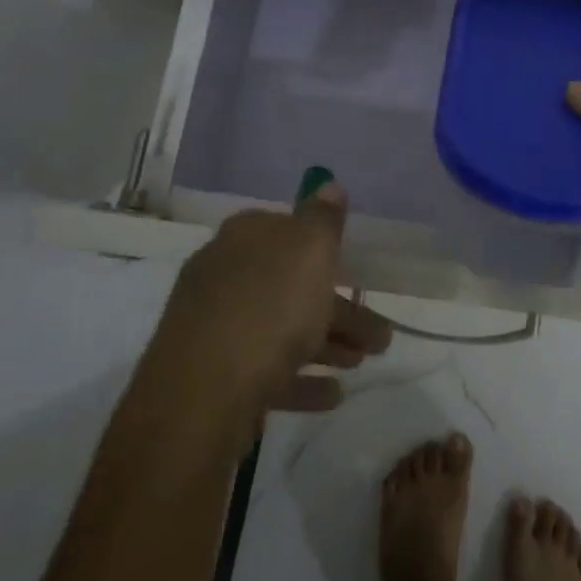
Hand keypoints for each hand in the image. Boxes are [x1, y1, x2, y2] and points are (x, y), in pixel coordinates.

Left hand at [141, 181, 392, 429]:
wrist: (201, 396)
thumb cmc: (268, 309)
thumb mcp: (309, 250)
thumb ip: (323, 218)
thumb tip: (328, 184)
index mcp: (243, 238)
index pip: (285, 228)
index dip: (322, 246)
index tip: (353, 268)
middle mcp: (224, 275)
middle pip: (290, 285)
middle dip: (338, 308)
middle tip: (378, 335)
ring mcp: (215, 328)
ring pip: (282, 328)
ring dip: (327, 343)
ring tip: (362, 364)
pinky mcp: (213, 376)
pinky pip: (266, 370)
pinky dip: (300, 378)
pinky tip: (331, 393)